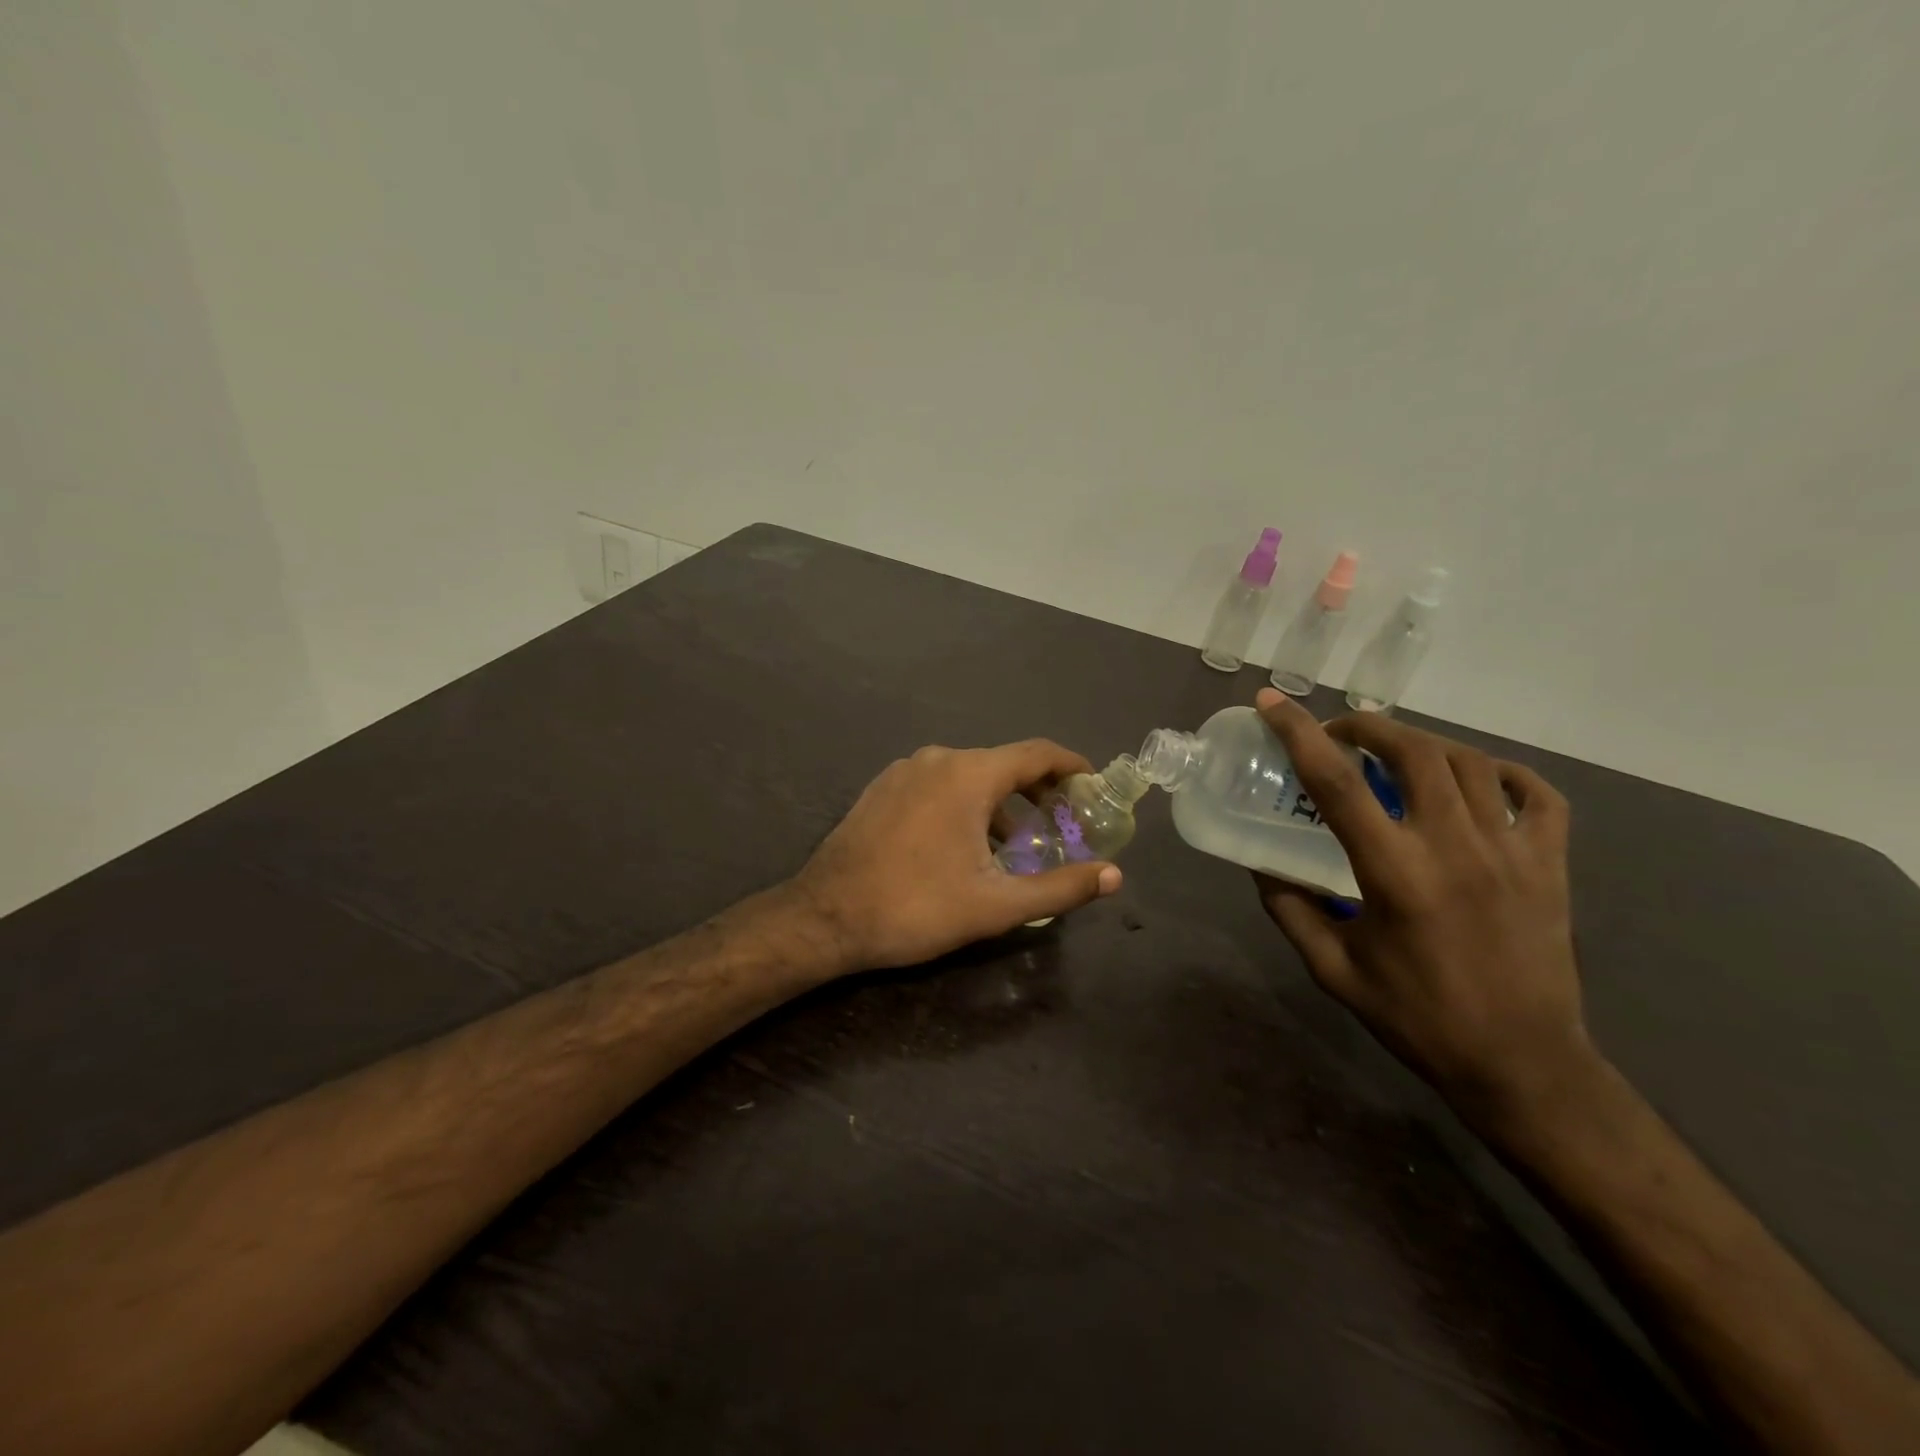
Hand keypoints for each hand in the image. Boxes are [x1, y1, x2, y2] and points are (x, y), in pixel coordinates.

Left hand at [792, 741, 1123, 973]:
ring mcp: (903, 771)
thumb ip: (1060, 888)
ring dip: (999, 803)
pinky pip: (937, 785)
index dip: (1071, 766)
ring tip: (1015, 844)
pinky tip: (965, 844)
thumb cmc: (916, 907)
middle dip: (1037, 790)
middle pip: (1003, 763)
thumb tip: (1114, 876)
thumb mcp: (997, 905)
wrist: (825, 917)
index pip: (1037, 753)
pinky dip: (964, 803)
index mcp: (968, 774)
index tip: (1093, 786)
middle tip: (1062, 823)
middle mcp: (937, 759)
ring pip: (968, 775)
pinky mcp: (881, 789)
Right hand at [1251, 688, 1594, 1126]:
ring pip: (1469, 763)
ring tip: (1394, 753)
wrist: (1523, 1065)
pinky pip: (1538, 795)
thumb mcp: (1332, 969)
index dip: (1298, 734)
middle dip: (1367, 726)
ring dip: (1422, 743)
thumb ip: (1289, 909)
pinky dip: (1502, 773)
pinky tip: (1476, 779)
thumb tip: (1259, 863)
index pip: (1337, 784)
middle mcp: (1456, 848)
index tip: (1271, 703)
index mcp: (1395, 874)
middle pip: (1413, 752)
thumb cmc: (1417, 1018)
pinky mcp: (1551, 866)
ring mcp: (1513, 852)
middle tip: (1338, 733)